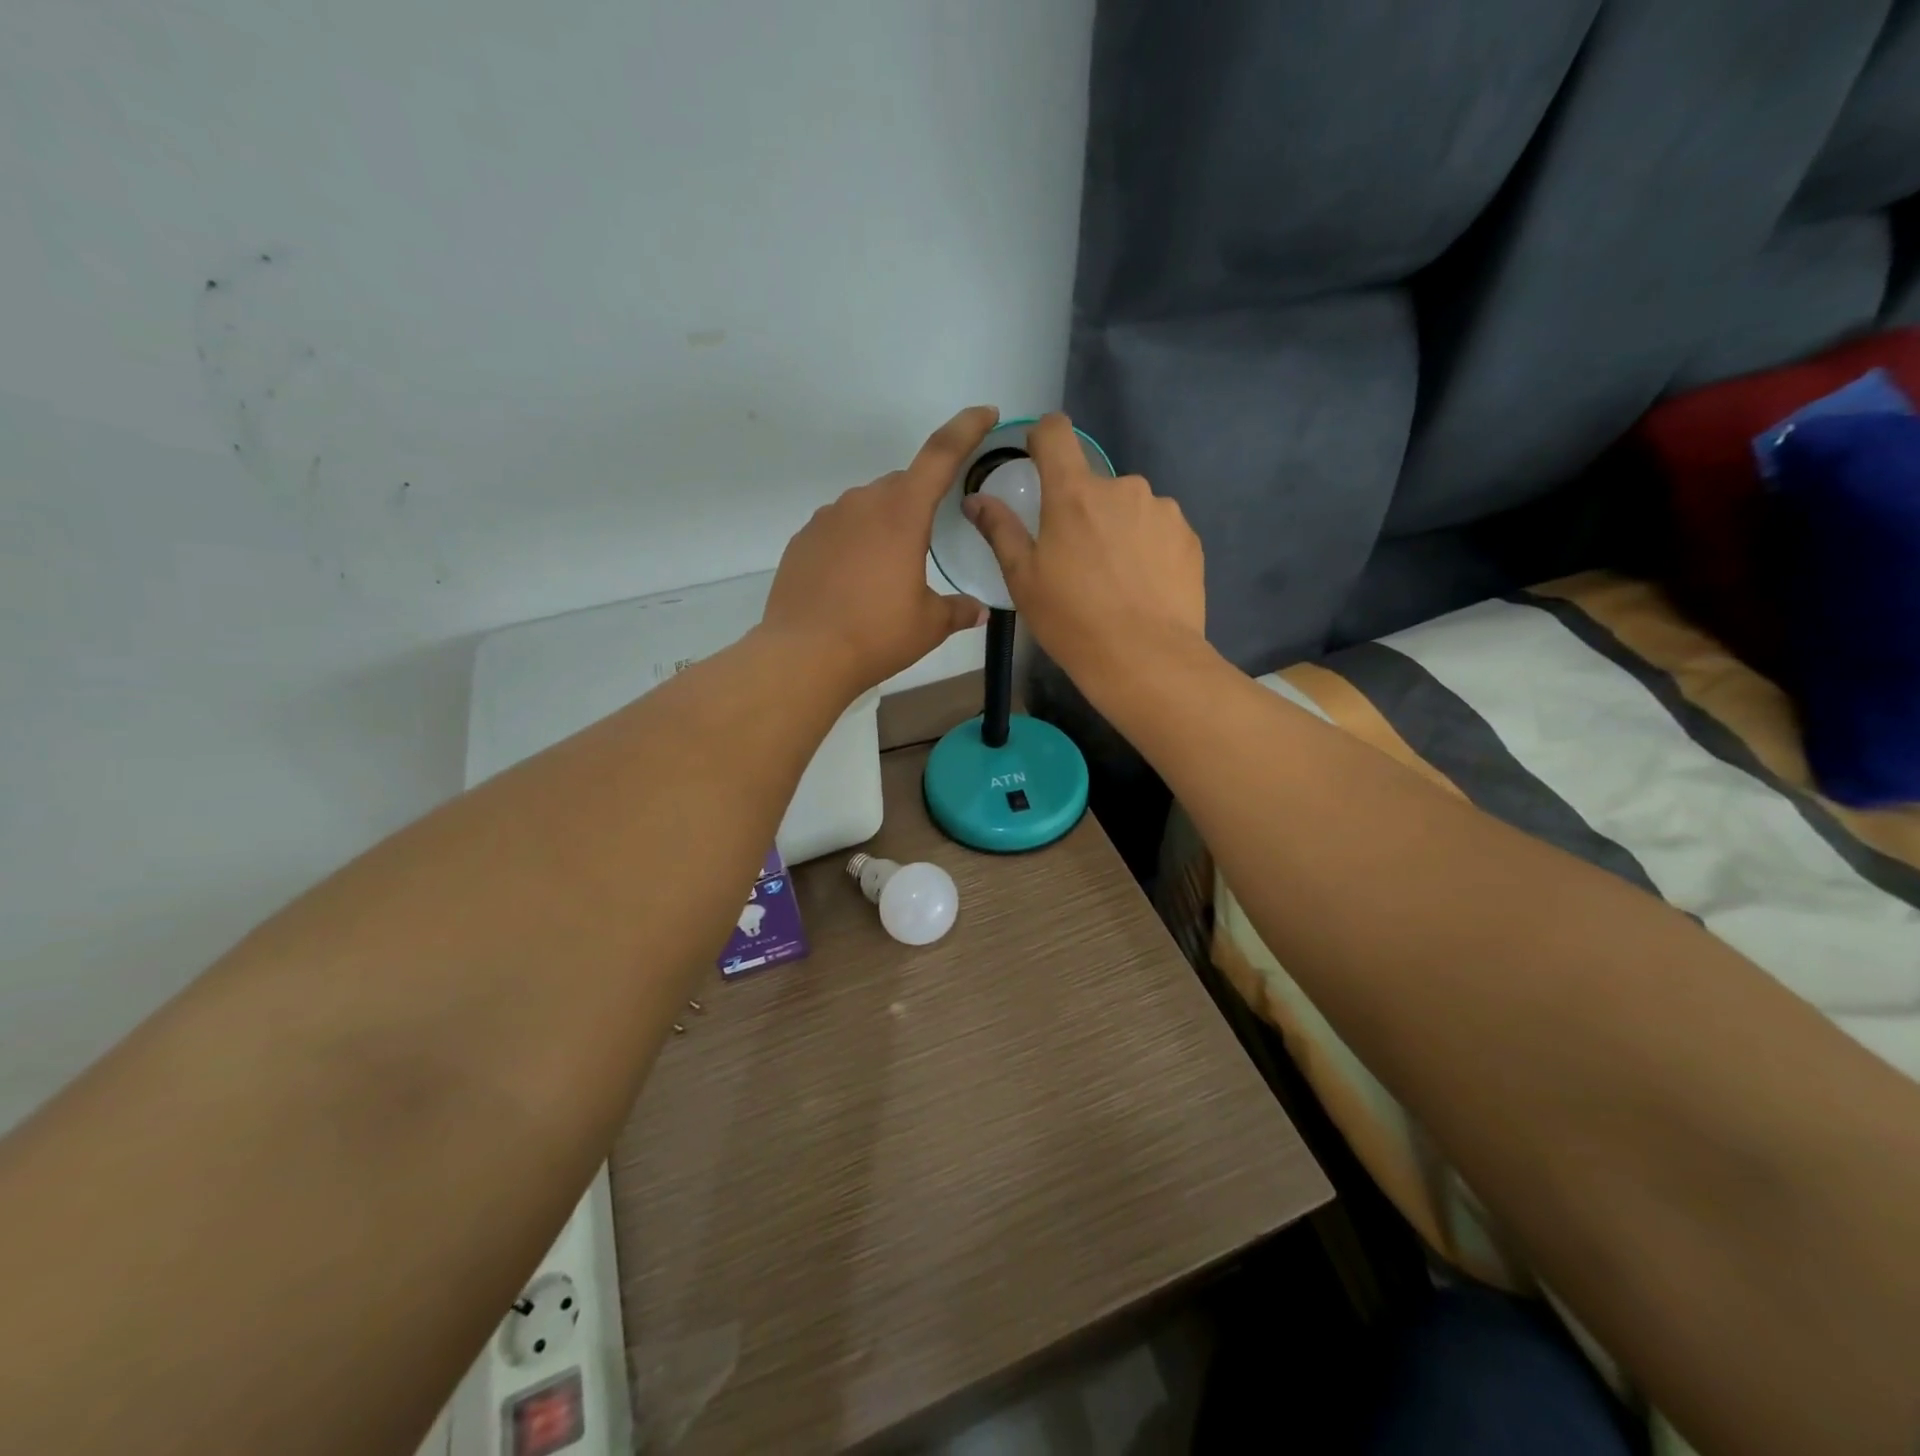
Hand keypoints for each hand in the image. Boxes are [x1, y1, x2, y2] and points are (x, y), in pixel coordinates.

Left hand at [760, 406, 996, 694]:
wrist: (804, 655)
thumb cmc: (876, 634)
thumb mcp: (929, 625)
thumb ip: (958, 610)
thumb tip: (979, 611)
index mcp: (902, 512)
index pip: (941, 454)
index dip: (967, 428)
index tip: (985, 413)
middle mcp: (863, 503)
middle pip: (901, 485)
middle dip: (919, 503)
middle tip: (926, 544)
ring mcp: (826, 519)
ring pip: (867, 507)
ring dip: (884, 526)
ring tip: (886, 573)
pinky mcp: (802, 540)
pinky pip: (838, 529)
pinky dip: (853, 544)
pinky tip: (853, 582)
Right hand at [963, 413, 1204, 684]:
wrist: (1146, 658)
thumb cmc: (1072, 620)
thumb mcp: (1023, 580)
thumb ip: (1000, 530)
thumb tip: (975, 499)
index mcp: (1074, 493)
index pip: (1056, 432)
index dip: (1043, 438)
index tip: (1038, 460)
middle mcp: (1122, 487)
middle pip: (1093, 483)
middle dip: (1083, 509)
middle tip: (1077, 559)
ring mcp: (1162, 510)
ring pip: (1129, 508)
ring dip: (1118, 528)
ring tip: (1115, 578)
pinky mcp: (1189, 536)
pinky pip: (1158, 530)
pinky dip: (1147, 547)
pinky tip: (1142, 586)